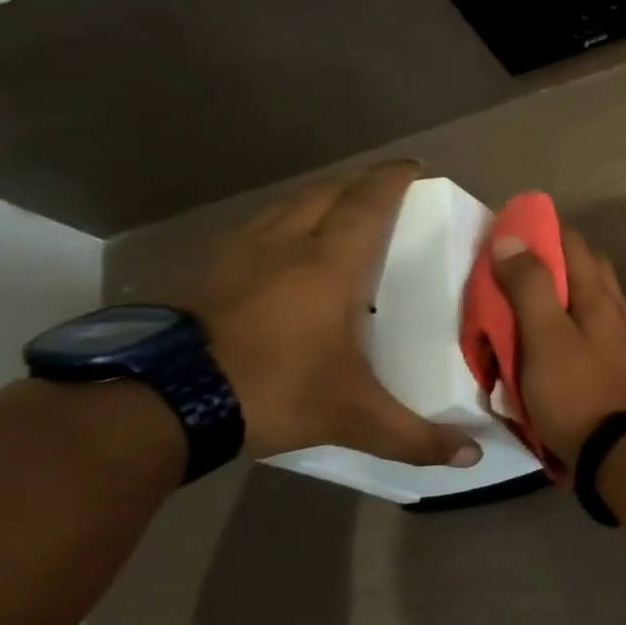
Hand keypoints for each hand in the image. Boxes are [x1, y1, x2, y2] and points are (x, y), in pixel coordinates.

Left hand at [188, 161, 481, 467]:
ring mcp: (235, 252)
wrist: (152, 401)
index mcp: (328, 264)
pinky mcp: (200, 270)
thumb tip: (473, 458)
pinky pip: (252, 228)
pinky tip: (279, 252)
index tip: (417, 166)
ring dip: (317, 199)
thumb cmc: (270, 389)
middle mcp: (283, 244)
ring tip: (338, 215)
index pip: (367, 202)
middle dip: (359, 183)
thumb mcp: (352, 417)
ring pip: (284, 205)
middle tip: (386, 192)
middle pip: (325, 191)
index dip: (394, 178)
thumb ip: (415, 436)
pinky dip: (279, 224)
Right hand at [492, 226, 625, 463]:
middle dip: (548, 258)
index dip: (540, 230)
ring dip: (556, 290)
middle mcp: (615, 307)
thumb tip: (513, 238)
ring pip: (585, 297)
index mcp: (600, 295)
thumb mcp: (545, 337)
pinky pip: (585, 326)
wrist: (616, 450)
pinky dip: (563, 320)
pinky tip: (543, 336)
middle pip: (583, 267)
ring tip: (519, 301)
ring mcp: (618, 336)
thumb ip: (530, 287)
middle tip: (508, 267)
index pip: (572, 242)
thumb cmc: (575, 391)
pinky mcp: (613, 361)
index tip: (505, 230)